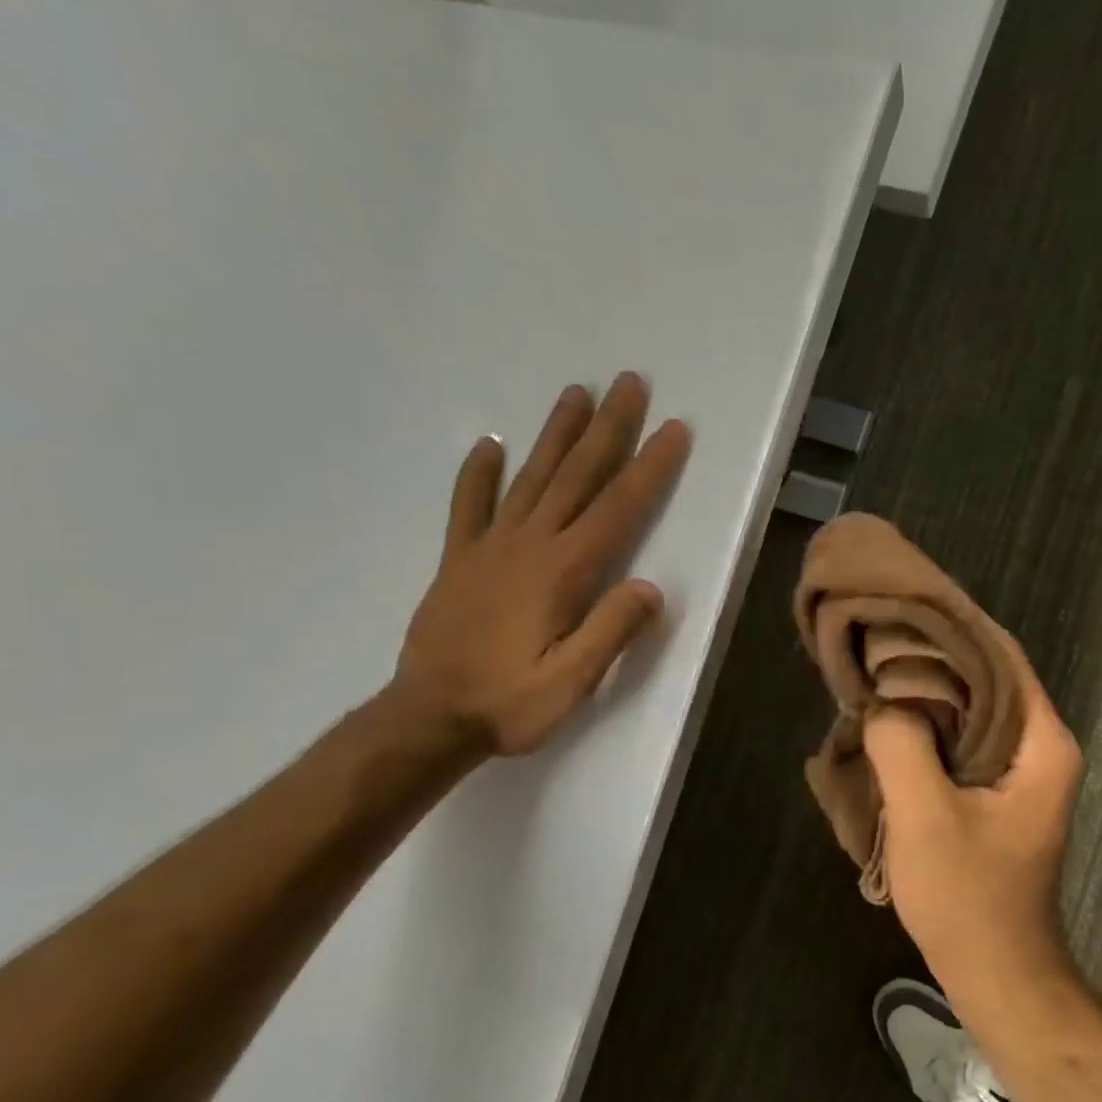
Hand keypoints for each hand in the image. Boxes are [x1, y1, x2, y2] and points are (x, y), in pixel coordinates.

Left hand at [392, 374, 690, 757]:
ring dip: (555, 433)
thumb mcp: (571, 683)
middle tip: (629, 382)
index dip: (649, 468)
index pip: (617, 509)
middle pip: (576, 476)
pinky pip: (469, 506)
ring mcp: (488, 548)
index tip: (673, 429)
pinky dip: (479, 473)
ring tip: (576, 392)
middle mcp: (528, 545)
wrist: (428, 719)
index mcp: (562, 572)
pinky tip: (489, 444)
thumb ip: (612, 632)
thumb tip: (652, 588)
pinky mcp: (459, 560)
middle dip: (608, 428)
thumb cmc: (507, 704)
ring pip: (530, 477)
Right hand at [864, 638, 1083, 993]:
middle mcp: (1040, 746)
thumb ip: (901, 743)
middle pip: (986, 675)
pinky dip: (929, 722)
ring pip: (972, 706)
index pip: (1000, 653)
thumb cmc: (968, 897)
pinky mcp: (997, 792)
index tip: (901, 605)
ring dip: (928, 689)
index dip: (952, 623)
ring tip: (876, 666)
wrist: (996, 974)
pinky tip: (890, 718)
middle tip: (877, 634)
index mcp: (1041, 741)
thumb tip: (883, 698)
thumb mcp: (924, 815)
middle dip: (933, 654)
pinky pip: (963, 737)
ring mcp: (1021, 771)